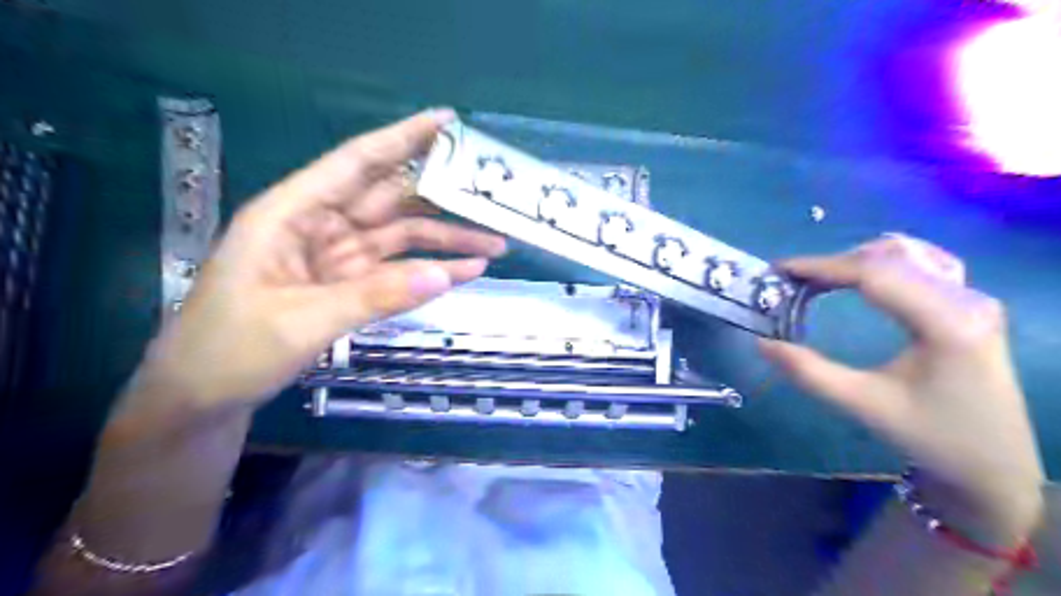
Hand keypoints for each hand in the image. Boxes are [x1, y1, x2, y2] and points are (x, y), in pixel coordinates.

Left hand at [123, 107, 505, 423]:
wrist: (204, 397)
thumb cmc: (231, 350)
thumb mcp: (301, 321)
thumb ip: (375, 296)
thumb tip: (443, 275)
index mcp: (292, 213)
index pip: (356, 163)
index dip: (403, 138)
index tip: (448, 122)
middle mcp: (319, 226)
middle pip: (391, 199)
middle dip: (442, 198)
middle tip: (491, 194)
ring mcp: (338, 257)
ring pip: (402, 236)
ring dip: (447, 239)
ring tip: (496, 243)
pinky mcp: (349, 284)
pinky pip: (398, 270)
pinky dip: (431, 270)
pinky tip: (466, 271)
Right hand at [763, 232, 1041, 539]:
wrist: (994, 465)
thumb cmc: (930, 437)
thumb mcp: (863, 405)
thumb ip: (808, 372)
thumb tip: (762, 343)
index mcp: (947, 323)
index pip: (875, 274)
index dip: (822, 266)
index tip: (780, 270)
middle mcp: (967, 300)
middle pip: (889, 258)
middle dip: (833, 264)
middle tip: (791, 280)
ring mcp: (973, 299)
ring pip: (904, 256)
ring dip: (854, 262)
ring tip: (815, 280)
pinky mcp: (969, 305)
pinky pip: (918, 267)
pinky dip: (878, 267)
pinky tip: (856, 280)